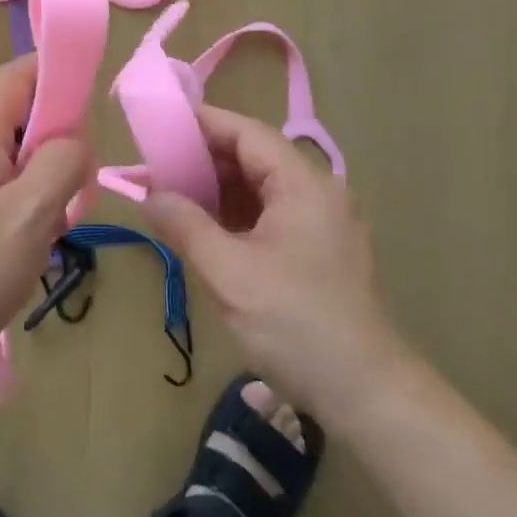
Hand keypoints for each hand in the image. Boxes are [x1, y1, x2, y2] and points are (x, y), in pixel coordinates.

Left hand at [0, 56, 91, 380]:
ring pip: (11, 151)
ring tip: (54, 221)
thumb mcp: (30, 216)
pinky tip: (29, 242)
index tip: (92, 119)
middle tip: (75, 186)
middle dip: (57, 138)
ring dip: (43, 176)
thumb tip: (75, 140)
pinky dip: (23, 200)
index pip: (20, 71)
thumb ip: (62, 163)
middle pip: (18, 110)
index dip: (60, 78)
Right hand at [142, 105, 403, 421]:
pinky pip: (274, 215)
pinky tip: (208, 229)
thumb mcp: (229, 273)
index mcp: (303, 184)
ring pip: (264, 188)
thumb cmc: (295, 323)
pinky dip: (238, 214)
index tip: (162, 124)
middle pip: (256, 157)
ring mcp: (325, 222)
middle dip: (205, 159)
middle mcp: (319, 192)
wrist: (366, 392)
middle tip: (157, 166)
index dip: (204, 123)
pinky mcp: (323, 251)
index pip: (248, 133)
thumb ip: (185, 226)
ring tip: (174, 195)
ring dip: (220, 189)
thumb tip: (150, 195)